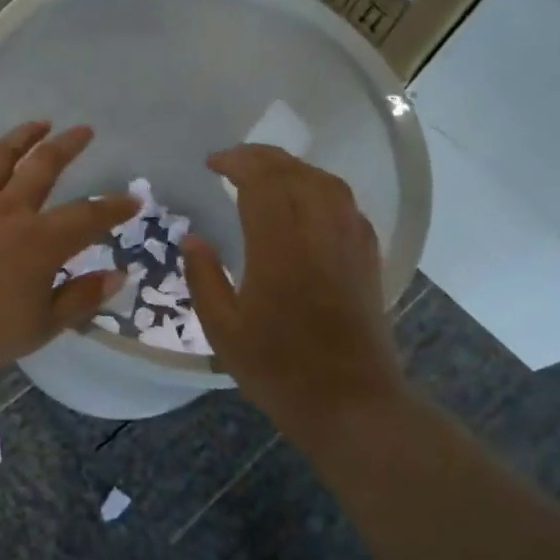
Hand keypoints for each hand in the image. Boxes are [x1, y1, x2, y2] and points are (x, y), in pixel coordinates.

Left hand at [0, 122, 140, 380]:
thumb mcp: (42, 326)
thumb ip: (81, 298)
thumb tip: (118, 275)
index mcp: (42, 241)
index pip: (89, 217)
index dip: (114, 207)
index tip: (134, 198)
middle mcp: (10, 210)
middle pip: (45, 166)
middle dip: (68, 146)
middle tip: (83, 130)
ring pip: (0, 158)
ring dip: (21, 136)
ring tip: (38, 123)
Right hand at [183, 145, 406, 445]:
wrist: (351, 402)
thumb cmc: (278, 368)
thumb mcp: (223, 329)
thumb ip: (204, 277)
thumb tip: (192, 237)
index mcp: (279, 246)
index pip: (261, 181)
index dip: (236, 162)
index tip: (212, 163)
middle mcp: (318, 231)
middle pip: (293, 172)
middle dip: (260, 157)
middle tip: (232, 161)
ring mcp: (349, 241)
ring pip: (325, 181)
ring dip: (292, 168)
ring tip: (266, 174)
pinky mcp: (366, 256)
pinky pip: (345, 203)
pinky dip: (320, 188)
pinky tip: (306, 201)